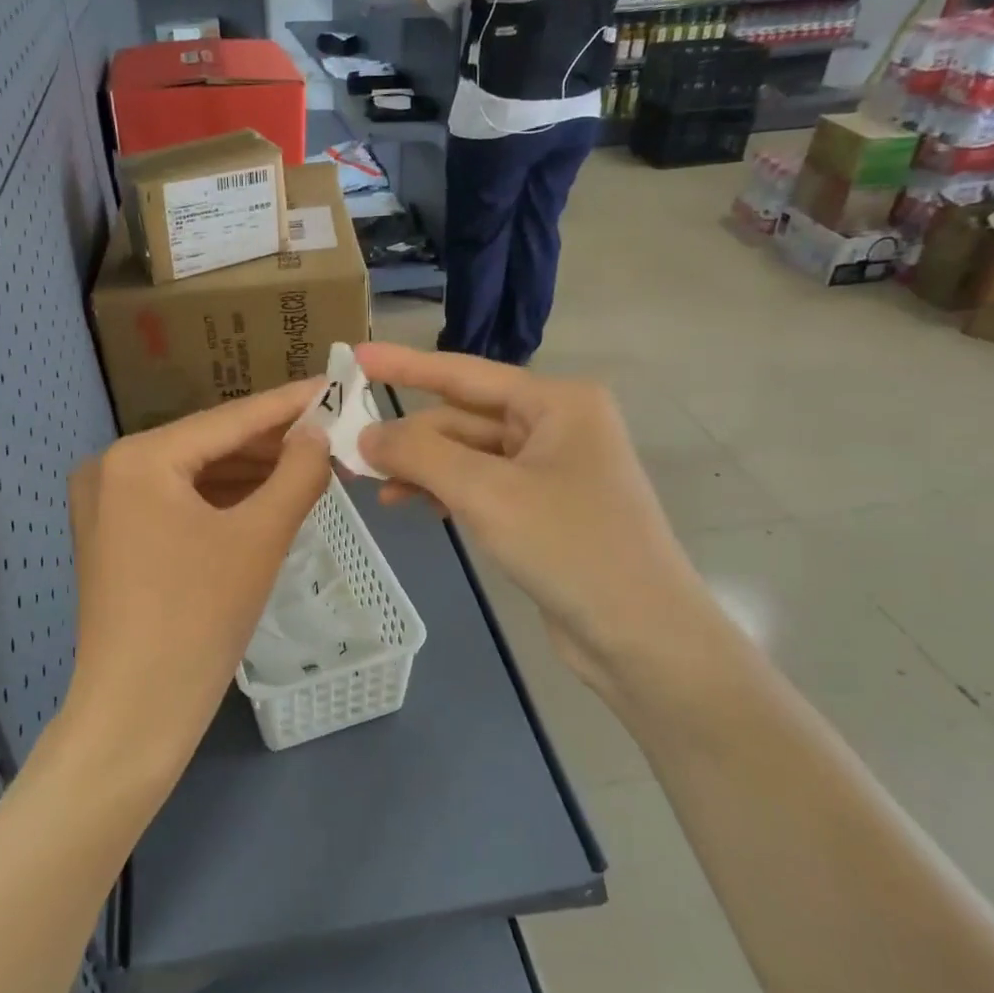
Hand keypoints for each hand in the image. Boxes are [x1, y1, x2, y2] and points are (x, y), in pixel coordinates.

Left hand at [61, 382, 332, 782]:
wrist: (136, 713)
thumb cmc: (199, 619)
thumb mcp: (260, 538)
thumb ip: (297, 473)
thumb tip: (318, 433)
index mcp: (138, 458)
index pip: (228, 420)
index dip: (287, 404)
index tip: (332, 384)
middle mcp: (111, 468)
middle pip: (208, 445)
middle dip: (271, 443)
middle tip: (330, 432)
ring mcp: (106, 504)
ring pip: (194, 475)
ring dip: (250, 472)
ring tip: (310, 463)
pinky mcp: (113, 536)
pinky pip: (177, 502)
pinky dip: (222, 500)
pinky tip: (267, 496)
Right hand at [354, 344, 724, 695]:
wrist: (643, 636)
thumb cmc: (570, 547)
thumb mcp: (486, 493)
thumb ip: (420, 454)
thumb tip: (365, 434)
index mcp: (556, 402)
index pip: (464, 373)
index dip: (404, 365)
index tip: (355, 356)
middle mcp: (556, 424)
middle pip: (463, 418)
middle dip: (410, 436)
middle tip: (350, 453)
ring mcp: (552, 469)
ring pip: (469, 455)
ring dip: (424, 468)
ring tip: (377, 489)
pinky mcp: (544, 508)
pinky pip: (482, 485)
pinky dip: (447, 492)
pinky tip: (416, 505)